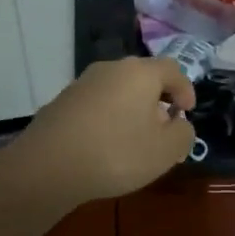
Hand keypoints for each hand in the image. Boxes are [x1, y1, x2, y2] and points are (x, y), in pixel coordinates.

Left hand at [0, 57, 196, 209]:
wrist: (47, 167)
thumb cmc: (116, 154)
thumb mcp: (165, 151)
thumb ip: (183, 134)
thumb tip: (179, 124)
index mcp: (140, 73)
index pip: (172, 69)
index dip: (185, 89)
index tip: (187, 113)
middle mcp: (110, 68)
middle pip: (143, 77)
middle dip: (157, 100)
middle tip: (164, 128)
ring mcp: (82, 83)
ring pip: (117, 90)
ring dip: (131, 109)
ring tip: (134, 139)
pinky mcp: (62, 101)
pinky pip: (96, 104)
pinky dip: (108, 118)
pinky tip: (104, 145)